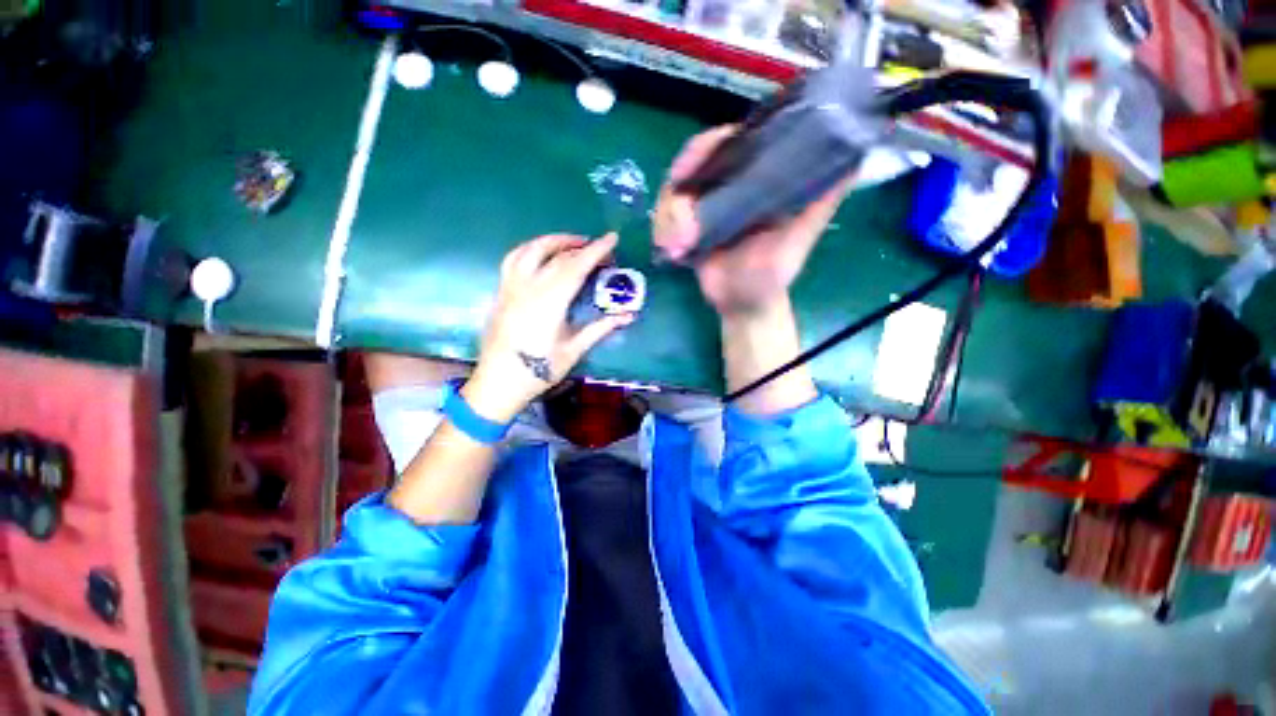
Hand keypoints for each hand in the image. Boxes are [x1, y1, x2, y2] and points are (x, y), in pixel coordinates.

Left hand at [463, 233, 632, 423]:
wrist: (498, 383)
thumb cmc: (539, 370)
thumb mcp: (574, 350)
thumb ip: (600, 328)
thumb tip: (628, 315)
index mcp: (549, 302)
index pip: (575, 267)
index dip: (596, 251)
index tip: (612, 238)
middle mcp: (528, 287)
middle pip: (556, 255)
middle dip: (580, 246)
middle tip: (598, 248)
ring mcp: (510, 287)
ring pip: (530, 250)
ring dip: (553, 241)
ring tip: (571, 244)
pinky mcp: (500, 292)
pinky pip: (514, 259)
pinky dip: (531, 249)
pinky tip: (541, 255)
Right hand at [653, 125, 854, 317]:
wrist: (740, 305)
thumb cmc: (771, 278)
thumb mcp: (797, 243)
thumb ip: (817, 207)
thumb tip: (853, 159)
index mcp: (757, 180)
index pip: (733, 143)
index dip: (709, 147)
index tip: (691, 169)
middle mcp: (729, 184)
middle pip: (695, 160)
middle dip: (680, 185)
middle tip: (678, 220)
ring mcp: (704, 204)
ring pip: (673, 189)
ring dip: (668, 217)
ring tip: (677, 246)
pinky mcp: (685, 225)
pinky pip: (664, 215)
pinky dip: (661, 230)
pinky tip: (671, 250)